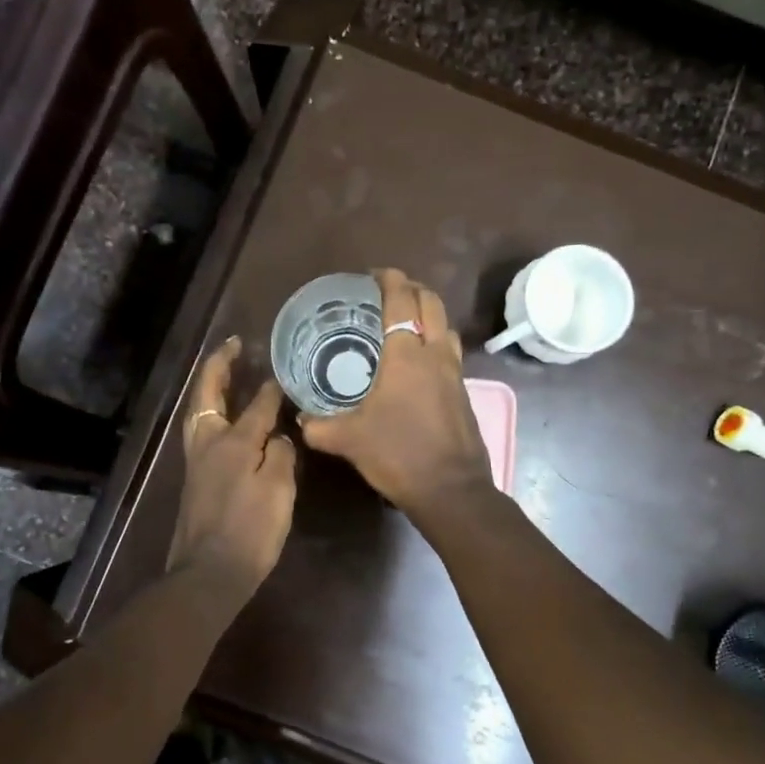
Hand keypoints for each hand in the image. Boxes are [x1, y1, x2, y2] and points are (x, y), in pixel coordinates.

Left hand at [168, 337, 296, 596]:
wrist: (208, 573)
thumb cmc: (250, 531)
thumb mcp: (277, 491)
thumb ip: (279, 455)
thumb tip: (276, 436)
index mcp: (232, 442)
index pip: (256, 405)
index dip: (271, 388)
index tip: (283, 371)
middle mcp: (208, 443)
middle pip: (209, 394)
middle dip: (219, 366)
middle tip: (232, 345)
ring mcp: (196, 462)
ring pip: (198, 412)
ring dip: (210, 388)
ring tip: (224, 373)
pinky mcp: (194, 479)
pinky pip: (201, 431)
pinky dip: (211, 412)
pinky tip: (224, 419)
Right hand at [298, 269, 493, 513]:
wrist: (451, 489)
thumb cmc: (398, 455)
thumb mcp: (348, 440)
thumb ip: (319, 426)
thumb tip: (301, 419)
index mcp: (406, 355)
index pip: (402, 300)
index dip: (390, 279)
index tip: (374, 274)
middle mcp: (435, 354)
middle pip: (432, 303)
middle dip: (412, 289)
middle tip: (390, 291)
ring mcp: (454, 373)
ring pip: (446, 326)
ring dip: (429, 313)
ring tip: (406, 321)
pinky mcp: (463, 393)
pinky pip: (450, 352)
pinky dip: (435, 341)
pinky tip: (418, 362)